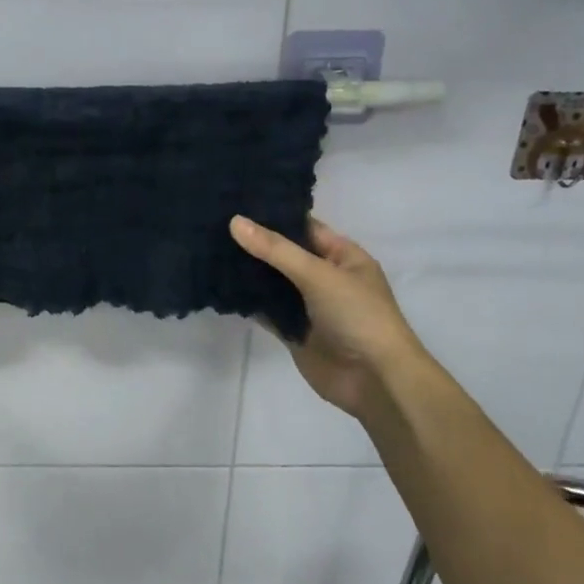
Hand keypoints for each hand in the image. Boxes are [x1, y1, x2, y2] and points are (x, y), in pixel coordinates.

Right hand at [230, 215, 423, 424]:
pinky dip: (248, 302)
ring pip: (272, 283)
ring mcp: (308, 306)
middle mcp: (325, 277)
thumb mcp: (318, 274)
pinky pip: (267, 311)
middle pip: (284, 255)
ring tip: (209, 250)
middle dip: (254, 244)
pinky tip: (219, 287)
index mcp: (342, 257)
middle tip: (213, 225)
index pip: (303, 227)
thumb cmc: (358, 316)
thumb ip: (275, 249)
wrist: (375, 381)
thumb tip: (235, 221)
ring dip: (247, 272)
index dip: (273, 216)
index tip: (236, 202)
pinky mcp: (293, 332)